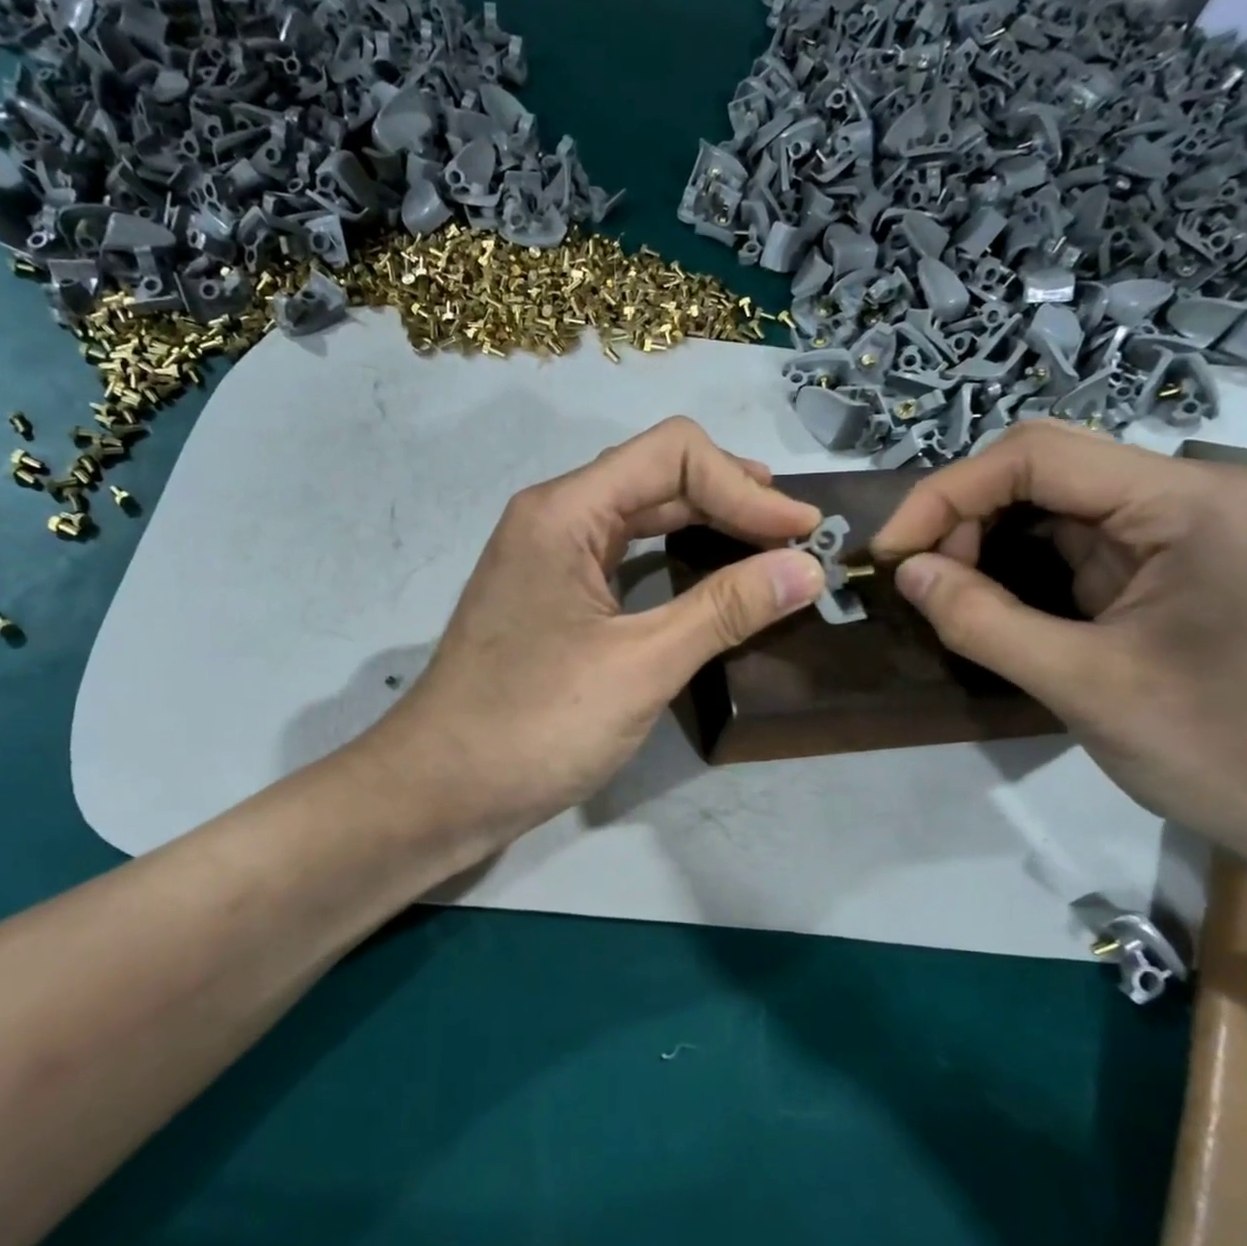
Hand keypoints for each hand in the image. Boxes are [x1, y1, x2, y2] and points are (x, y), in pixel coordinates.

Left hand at [360, 418, 824, 854]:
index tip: (802, 532)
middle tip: (796, 539)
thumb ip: (724, 609)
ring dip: (706, 525)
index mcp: (565, 511)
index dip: (745, 485)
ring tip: (768, 550)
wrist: (439, 791)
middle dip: (731, 498)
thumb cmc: (534, 725)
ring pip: (640, 516)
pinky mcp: (551, 598)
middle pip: (656, 476)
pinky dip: (674, 559)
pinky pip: (623, 557)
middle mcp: (553, 518)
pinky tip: (710, 582)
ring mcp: (548, 558)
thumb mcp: (639, 665)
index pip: (672, 454)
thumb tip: (808, 569)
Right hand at [871, 421, 1246, 863]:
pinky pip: (1084, 536)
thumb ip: (980, 620)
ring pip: (1060, 500)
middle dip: (965, 512)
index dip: (945, 494)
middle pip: (1047, 465)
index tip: (890, 553)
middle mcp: (1198, 492)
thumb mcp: (1082, 687)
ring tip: (950, 589)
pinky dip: (1024, 558)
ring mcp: (1195, 524)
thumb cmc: (1221, 753)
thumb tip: (906, 572)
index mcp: (1191, 503)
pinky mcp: (1184, 559)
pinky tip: (995, 594)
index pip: (1037, 456)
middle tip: (920, 575)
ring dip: (990, 535)